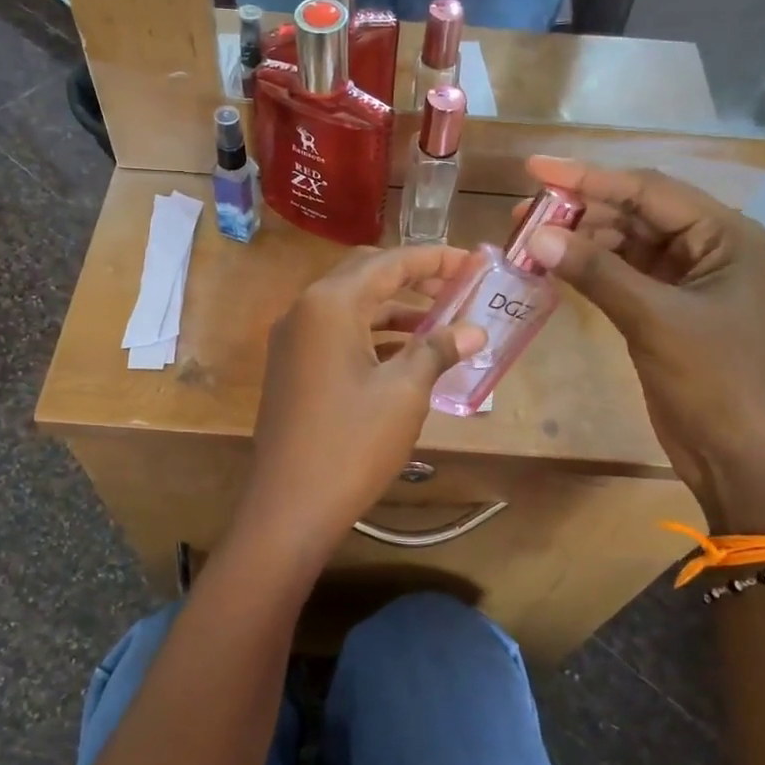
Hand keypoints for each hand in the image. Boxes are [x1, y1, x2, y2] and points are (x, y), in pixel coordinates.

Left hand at [233, 245, 485, 570]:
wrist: (290, 505)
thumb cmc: (352, 443)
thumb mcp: (404, 392)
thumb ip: (438, 350)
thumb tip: (474, 331)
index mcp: (330, 304)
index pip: (390, 262)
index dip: (436, 260)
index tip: (474, 262)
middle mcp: (304, 310)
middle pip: (365, 275)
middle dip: (413, 277)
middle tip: (457, 287)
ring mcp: (292, 340)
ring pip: (350, 305)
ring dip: (393, 308)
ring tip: (441, 322)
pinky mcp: (292, 367)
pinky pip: (336, 333)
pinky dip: (371, 333)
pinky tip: (405, 352)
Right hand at [517, 156, 764, 533]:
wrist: (747, 458)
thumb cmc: (717, 381)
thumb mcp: (656, 319)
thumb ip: (597, 273)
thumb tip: (537, 235)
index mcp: (724, 235)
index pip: (647, 190)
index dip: (588, 178)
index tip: (534, 169)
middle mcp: (706, 248)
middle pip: (634, 213)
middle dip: (578, 212)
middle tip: (520, 217)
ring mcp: (684, 282)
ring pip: (623, 246)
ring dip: (579, 243)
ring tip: (527, 243)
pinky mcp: (664, 313)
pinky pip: (620, 278)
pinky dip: (588, 273)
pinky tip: (552, 271)